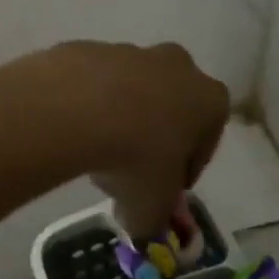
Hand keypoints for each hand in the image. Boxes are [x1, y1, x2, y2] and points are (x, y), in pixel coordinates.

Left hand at [63, 42, 228, 240]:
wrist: (72, 108)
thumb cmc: (134, 158)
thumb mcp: (150, 206)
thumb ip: (153, 221)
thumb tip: (143, 229)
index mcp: (207, 98)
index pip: (208, 135)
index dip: (187, 166)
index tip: (166, 188)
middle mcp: (174, 66)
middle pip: (170, 105)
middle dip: (154, 135)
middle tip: (131, 170)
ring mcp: (128, 52)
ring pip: (130, 90)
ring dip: (118, 118)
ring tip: (95, 153)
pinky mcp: (87, 49)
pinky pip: (91, 84)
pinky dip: (84, 105)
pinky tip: (70, 130)